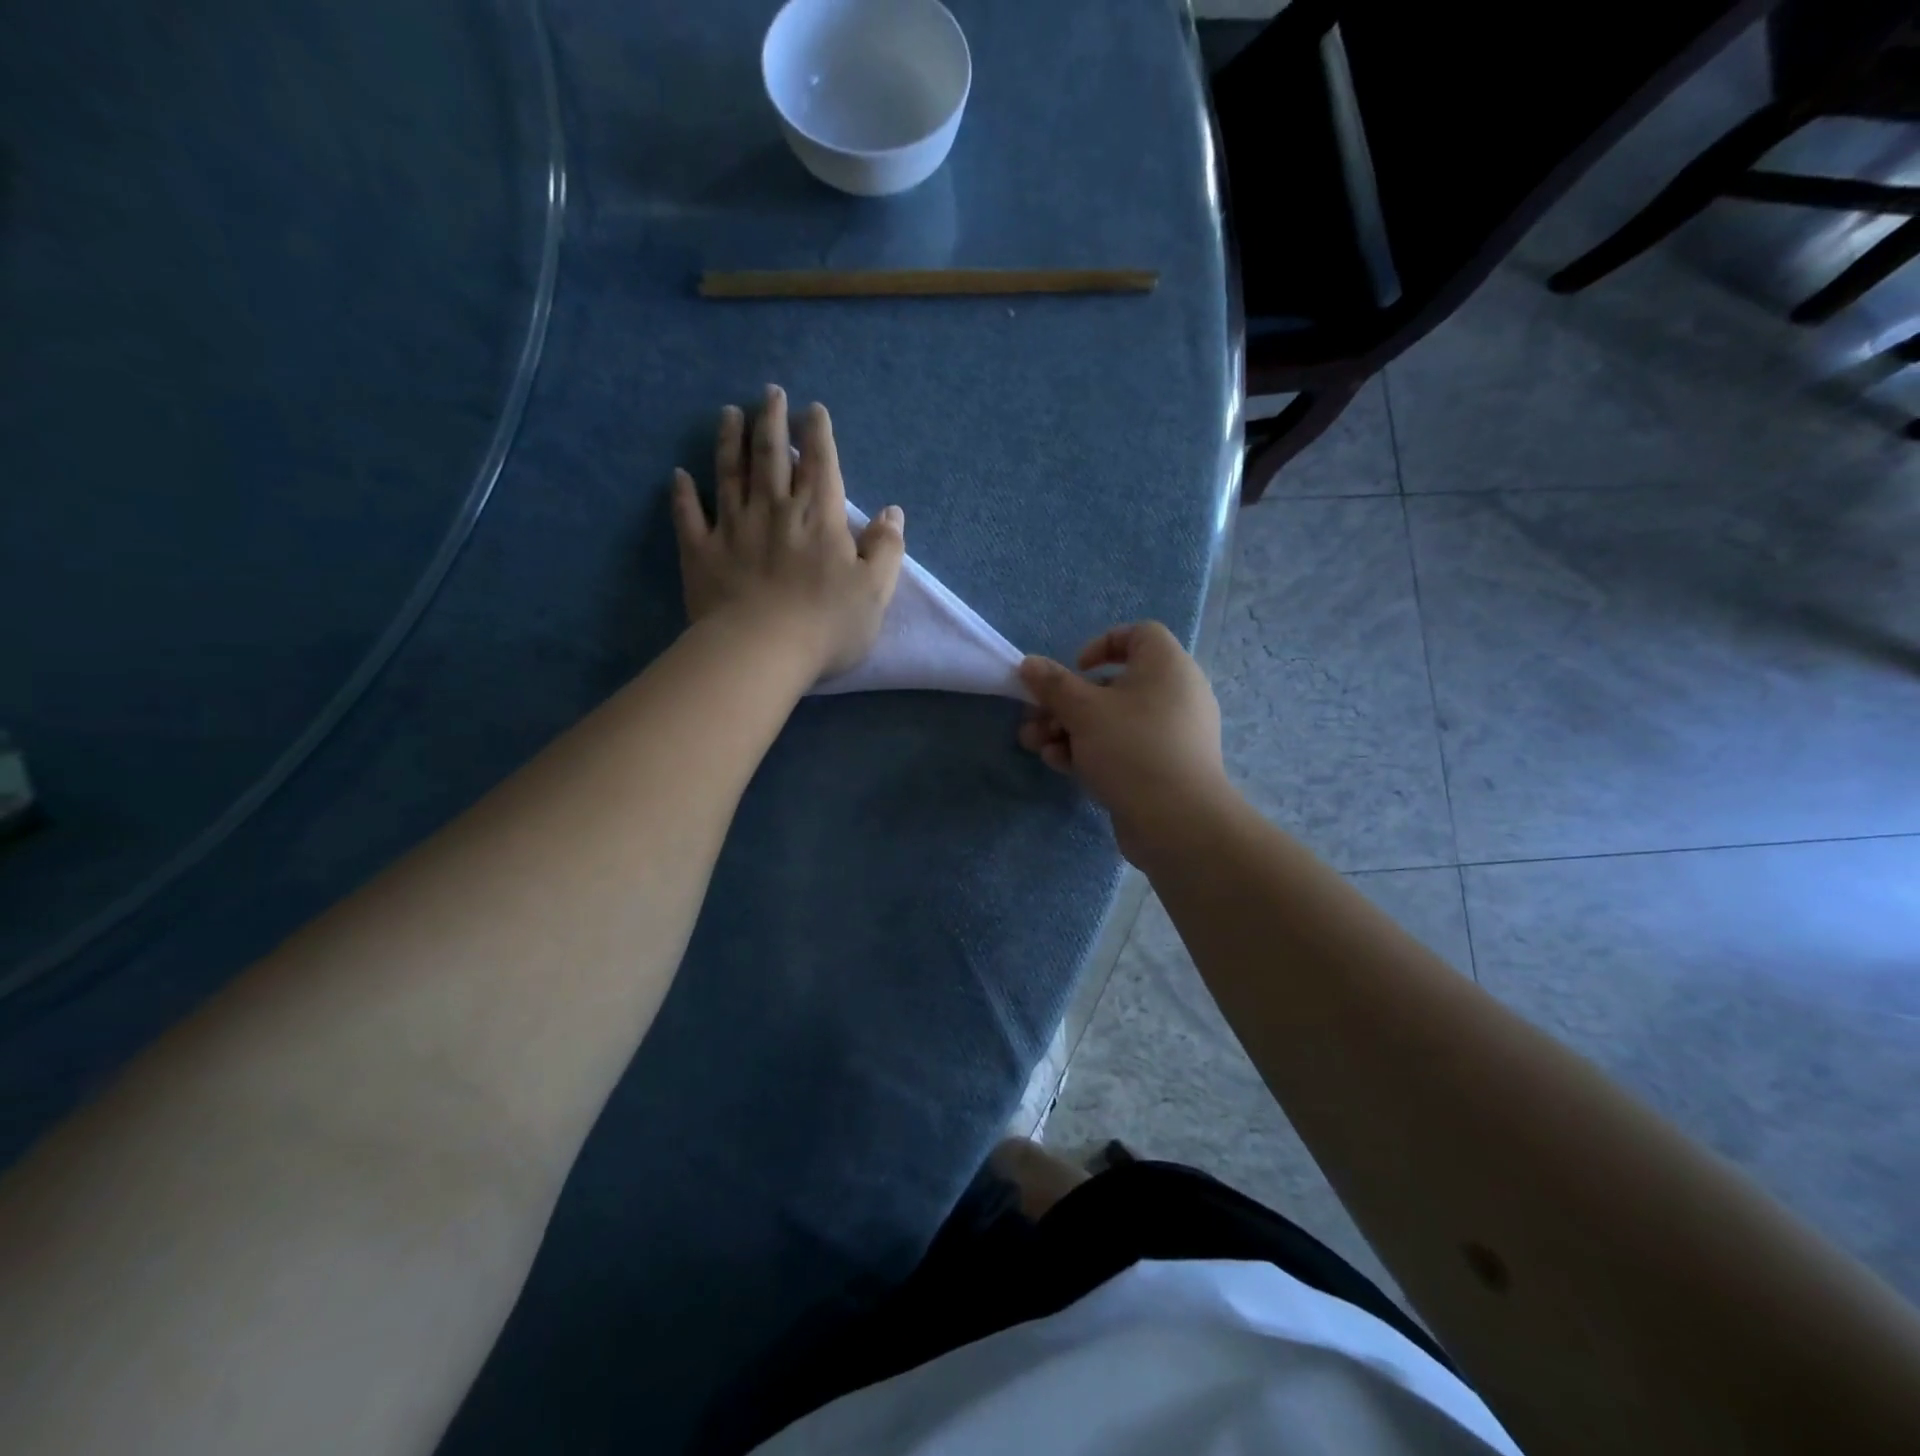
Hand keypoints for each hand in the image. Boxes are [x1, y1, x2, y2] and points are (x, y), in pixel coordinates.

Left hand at [672, 386, 906, 680]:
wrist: (760, 651)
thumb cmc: (826, 625)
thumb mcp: (875, 591)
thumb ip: (887, 549)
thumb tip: (892, 513)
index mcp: (818, 516)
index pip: (820, 463)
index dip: (818, 433)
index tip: (813, 409)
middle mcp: (773, 509)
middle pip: (772, 455)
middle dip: (772, 420)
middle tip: (770, 393)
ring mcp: (732, 528)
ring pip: (730, 473)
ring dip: (730, 440)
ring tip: (728, 413)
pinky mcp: (701, 552)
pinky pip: (689, 515)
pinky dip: (683, 494)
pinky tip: (679, 475)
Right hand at [1017, 622, 1230, 863]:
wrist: (1177, 822)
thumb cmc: (1131, 748)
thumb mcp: (1083, 711)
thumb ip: (1052, 684)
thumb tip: (1029, 663)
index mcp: (1167, 666)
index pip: (1139, 634)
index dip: (1102, 644)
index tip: (1075, 669)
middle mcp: (1175, 694)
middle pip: (1113, 684)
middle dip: (1066, 701)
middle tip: (1035, 717)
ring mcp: (1170, 734)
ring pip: (1112, 721)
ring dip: (1069, 729)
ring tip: (1035, 744)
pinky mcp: (1163, 767)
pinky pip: (1123, 748)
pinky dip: (1091, 751)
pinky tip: (1059, 765)